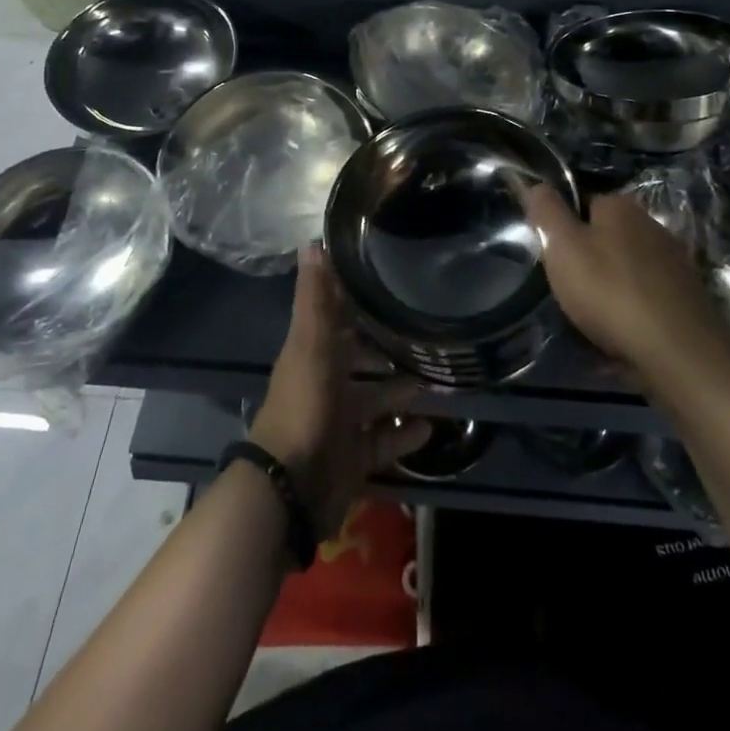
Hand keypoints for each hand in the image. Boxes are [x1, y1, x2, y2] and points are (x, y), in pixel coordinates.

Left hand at [249, 245, 430, 536]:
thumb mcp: (311, 345)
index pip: (336, 316)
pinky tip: (431, 425)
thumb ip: (315, 298)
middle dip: (387, 345)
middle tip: (425, 330)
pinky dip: (404, 434)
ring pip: (376, 398)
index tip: (387, 277)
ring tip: (437, 374)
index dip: (355, 298)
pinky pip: (384, 440)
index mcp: (313, 353)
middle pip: (359, 358)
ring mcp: (340, 422)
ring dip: (401, 389)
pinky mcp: (354, 456)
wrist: (292, 488)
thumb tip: (311, 242)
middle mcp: (326, 383)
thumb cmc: (304, 406)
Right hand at [525, 186, 729, 379]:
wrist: (677, 352)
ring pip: (629, 266)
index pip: (583, 202)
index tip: (551, 253)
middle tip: (568, 286)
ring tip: (592, 313)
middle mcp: (652, 225)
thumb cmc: (609, 291)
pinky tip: (621, 330)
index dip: (564, 225)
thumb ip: (547, 213)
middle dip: (589, 256)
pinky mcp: (688, 296)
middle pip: (607, 235)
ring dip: (612, 283)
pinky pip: (647, 295)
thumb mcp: (562, 247)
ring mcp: (674, 261)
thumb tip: (538, 185)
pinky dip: (633, 307)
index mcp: (620, 206)